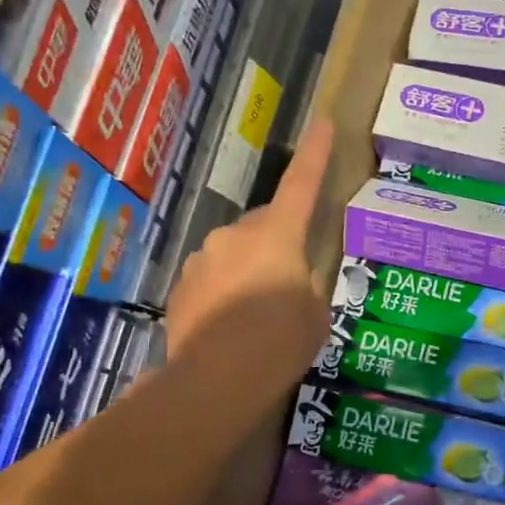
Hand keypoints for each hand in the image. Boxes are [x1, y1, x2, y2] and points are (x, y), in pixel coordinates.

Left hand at [164, 118, 334, 406]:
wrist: (215, 380)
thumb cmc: (280, 343)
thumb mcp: (315, 314)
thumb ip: (307, 283)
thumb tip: (295, 275)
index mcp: (278, 236)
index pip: (302, 185)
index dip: (316, 155)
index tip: (322, 124)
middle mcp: (236, 235)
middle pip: (266, 225)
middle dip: (279, 241)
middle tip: (291, 279)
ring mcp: (204, 258)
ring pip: (236, 252)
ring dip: (250, 269)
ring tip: (258, 314)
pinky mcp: (182, 285)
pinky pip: (213, 276)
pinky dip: (225, 290)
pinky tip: (232, 325)